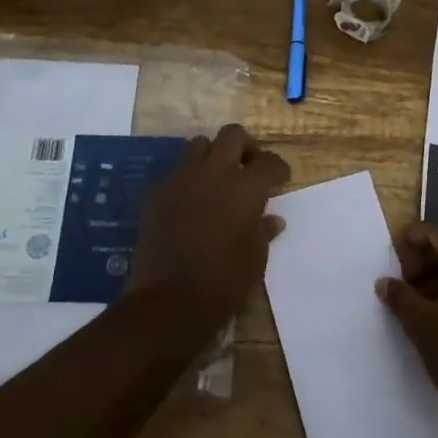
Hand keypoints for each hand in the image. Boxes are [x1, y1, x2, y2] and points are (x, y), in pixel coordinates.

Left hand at [129, 124, 290, 330]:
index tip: (280, 181)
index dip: (278, 169)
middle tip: (249, 168)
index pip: (269, 162)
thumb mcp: (255, 259)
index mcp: (245, 188)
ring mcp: (181, 180)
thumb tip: (272, 219)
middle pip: (233, 135)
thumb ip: (263, 231)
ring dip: (213, 155)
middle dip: (246, 147)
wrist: (167, 302)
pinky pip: (176, 171)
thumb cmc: (222, 283)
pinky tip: (192, 201)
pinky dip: (188, 178)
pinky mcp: (157, 193)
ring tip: (218, 180)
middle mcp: (214, 174)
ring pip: (199, 145)